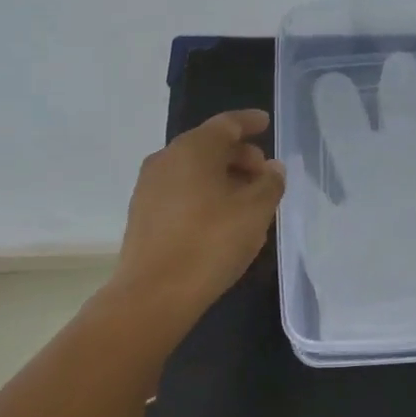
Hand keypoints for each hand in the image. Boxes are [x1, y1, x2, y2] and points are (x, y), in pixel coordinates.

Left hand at [112, 109, 286, 314]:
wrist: (154, 294)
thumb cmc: (211, 242)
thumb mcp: (255, 211)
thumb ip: (270, 183)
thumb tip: (272, 168)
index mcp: (193, 149)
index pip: (227, 124)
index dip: (250, 122)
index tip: (266, 123)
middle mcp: (166, 159)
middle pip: (209, 146)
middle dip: (240, 155)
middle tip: (265, 174)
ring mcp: (150, 187)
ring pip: (194, 170)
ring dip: (223, 177)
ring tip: (248, 199)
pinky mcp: (144, 213)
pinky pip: (181, 190)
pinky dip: (205, 193)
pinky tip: (221, 218)